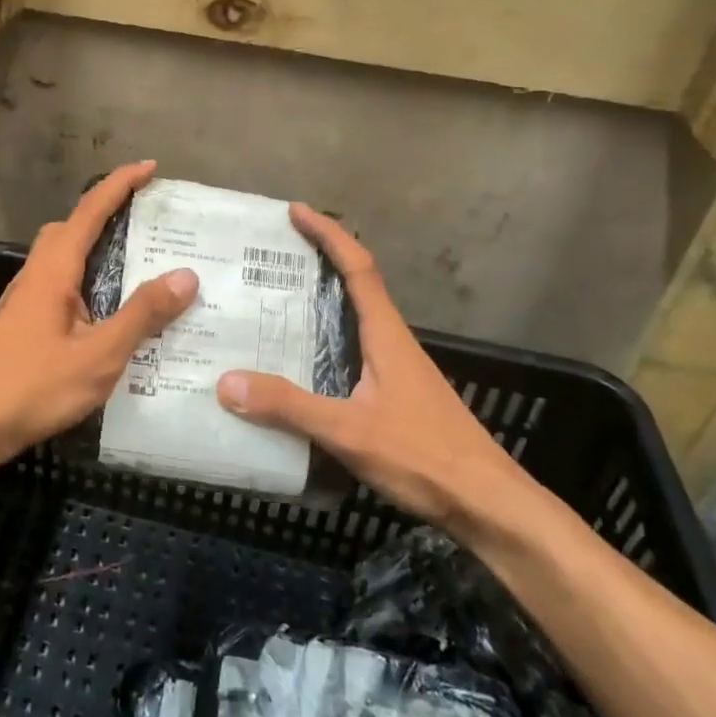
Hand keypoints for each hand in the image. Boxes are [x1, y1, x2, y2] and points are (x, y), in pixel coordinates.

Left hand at [0, 160, 198, 463]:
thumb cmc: (30, 388)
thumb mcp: (99, 355)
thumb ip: (142, 315)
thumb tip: (185, 275)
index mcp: (54, 269)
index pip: (90, 210)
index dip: (120, 184)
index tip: (151, 168)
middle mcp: (37, 274)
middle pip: (73, 228)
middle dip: (109, 214)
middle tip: (150, 223)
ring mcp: (25, 300)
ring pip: (65, 259)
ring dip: (98, 250)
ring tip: (141, 267)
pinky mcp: (22, 325)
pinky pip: (62, 286)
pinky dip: (89, 283)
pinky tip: (111, 316)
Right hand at [216, 205, 533, 534]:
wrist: (488, 504)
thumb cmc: (425, 456)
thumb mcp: (349, 431)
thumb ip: (290, 407)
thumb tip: (226, 382)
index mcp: (386, 334)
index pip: (358, 268)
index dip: (329, 234)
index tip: (297, 211)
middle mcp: (392, 342)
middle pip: (356, 285)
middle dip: (318, 261)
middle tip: (271, 256)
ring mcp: (397, 369)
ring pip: (354, 320)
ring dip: (321, 302)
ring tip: (272, 303)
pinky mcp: (396, 395)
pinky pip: (353, 350)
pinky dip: (325, 341)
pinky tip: (300, 365)